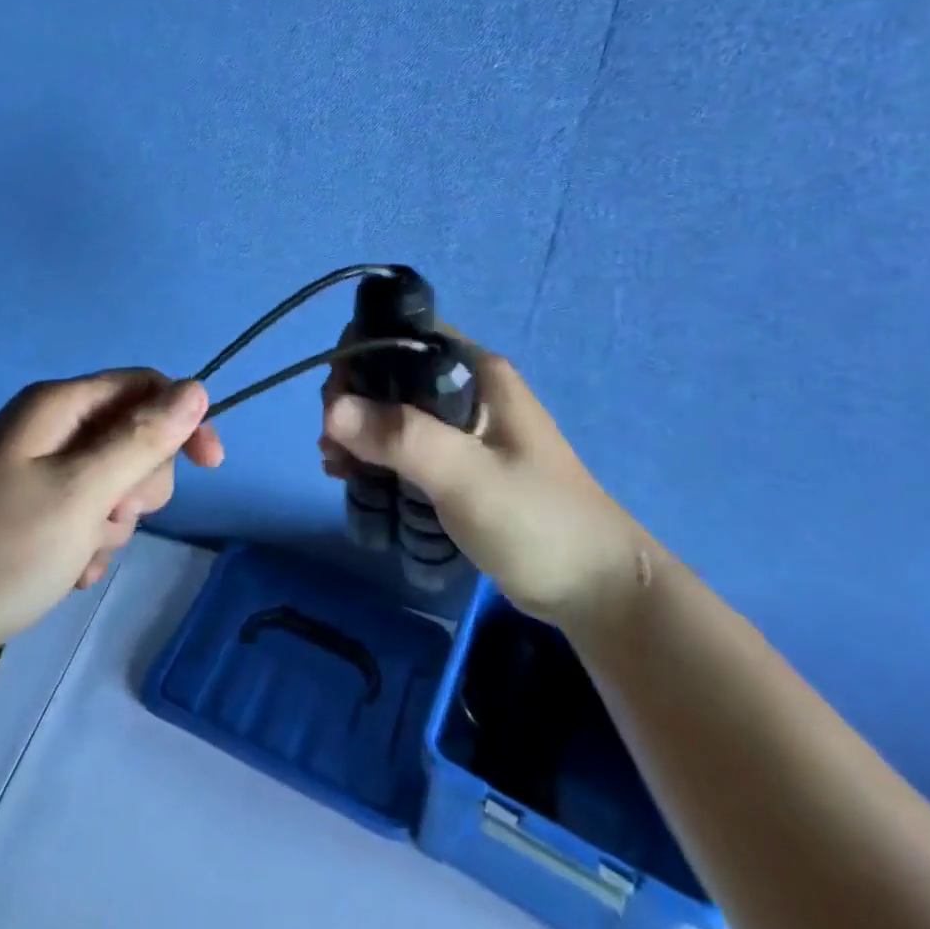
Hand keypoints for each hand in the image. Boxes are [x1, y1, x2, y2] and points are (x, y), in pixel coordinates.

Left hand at [0, 370, 221, 667]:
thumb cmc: (1, 549)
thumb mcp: (84, 491)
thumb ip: (144, 438)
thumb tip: (197, 388)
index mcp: (57, 406)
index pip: (142, 387)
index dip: (182, 419)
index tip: (211, 465)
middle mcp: (47, 430)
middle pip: (130, 436)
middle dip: (137, 482)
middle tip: (111, 516)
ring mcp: (35, 474)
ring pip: (112, 482)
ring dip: (111, 521)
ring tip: (78, 552)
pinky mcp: (29, 515)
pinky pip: (85, 515)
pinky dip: (88, 542)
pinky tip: (66, 572)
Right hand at [320, 337, 652, 637]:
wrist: (599, 592)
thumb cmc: (538, 522)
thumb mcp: (467, 476)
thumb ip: (402, 437)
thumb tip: (331, 409)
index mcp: (477, 372)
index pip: (404, 336)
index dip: (361, 357)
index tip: (335, 400)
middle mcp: (468, 390)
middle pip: (392, 375)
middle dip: (353, 401)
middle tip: (330, 444)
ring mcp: (464, 429)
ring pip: (395, 412)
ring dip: (360, 432)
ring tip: (335, 466)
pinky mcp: (460, 464)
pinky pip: (406, 445)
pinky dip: (377, 456)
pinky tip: (353, 478)